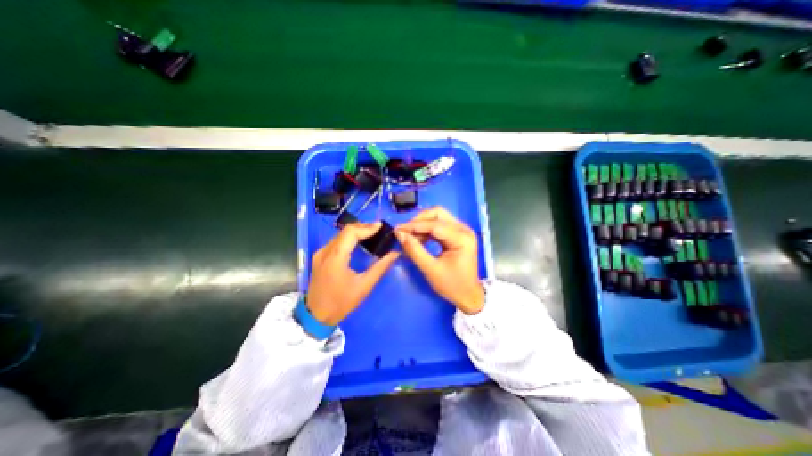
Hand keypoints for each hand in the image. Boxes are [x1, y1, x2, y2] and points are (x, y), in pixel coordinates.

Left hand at [307, 222, 401, 325]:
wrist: (316, 315)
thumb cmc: (341, 302)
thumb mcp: (364, 286)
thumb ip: (380, 267)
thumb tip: (395, 254)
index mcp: (335, 257)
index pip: (351, 232)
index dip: (367, 227)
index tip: (381, 226)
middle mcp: (325, 251)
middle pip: (345, 231)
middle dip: (363, 227)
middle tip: (379, 230)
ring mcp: (320, 253)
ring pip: (340, 234)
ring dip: (356, 232)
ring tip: (372, 234)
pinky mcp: (320, 256)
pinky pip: (336, 241)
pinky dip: (349, 238)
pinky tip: (358, 242)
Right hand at [397, 205, 483, 313]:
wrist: (468, 295)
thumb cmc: (452, 285)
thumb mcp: (431, 270)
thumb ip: (414, 251)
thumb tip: (399, 234)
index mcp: (462, 238)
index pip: (435, 225)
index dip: (414, 225)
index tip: (397, 229)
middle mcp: (464, 229)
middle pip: (438, 214)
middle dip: (419, 221)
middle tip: (404, 232)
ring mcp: (462, 230)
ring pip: (438, 217)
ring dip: (422, 225)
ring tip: (409, 237)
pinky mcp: (457, 234)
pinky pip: (439, 225)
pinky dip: (427, 230)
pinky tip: (419, 239)